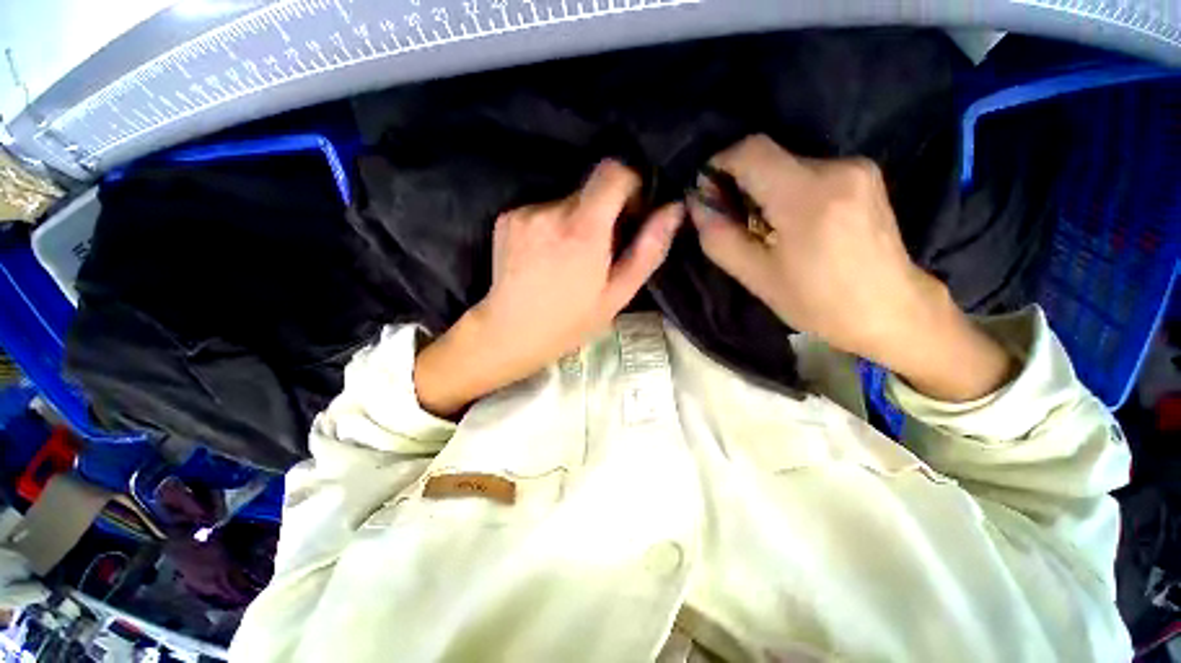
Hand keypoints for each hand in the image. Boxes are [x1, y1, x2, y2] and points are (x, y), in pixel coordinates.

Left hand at [415, 160, 683, 416]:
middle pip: (589, 190)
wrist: (511, 332)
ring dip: (575, 221)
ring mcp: (525, 212)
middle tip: (599, 251)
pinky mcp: (507, 218)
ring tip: (569, 259)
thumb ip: (648, 249)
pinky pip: (542, 210)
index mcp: (583, 229)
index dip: (630, 185)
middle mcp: (551, 211)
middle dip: (603, 212)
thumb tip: (674, 209)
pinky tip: (545, 258)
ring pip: (565, 201)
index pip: (613, 172)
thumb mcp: (618, 294)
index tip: (630, 214)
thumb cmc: (570, 321)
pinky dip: (551, 226)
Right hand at [688, 135, 1014, 401]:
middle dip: (740, 182)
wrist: (891, 311)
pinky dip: (788, 190)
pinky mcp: (866, 174)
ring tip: (763, 228)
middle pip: (769, 156)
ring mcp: (857, 168)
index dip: (719, 164)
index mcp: (807, 197)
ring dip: (764, 189)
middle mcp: (836, 169)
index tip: (707, 193)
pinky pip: (810, 171)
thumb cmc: (818, 302)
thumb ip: (719, 237)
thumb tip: (696, 205)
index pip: (750, 151)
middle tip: (731, 219)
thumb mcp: (756, 277)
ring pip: (788, 164)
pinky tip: (790, 223)